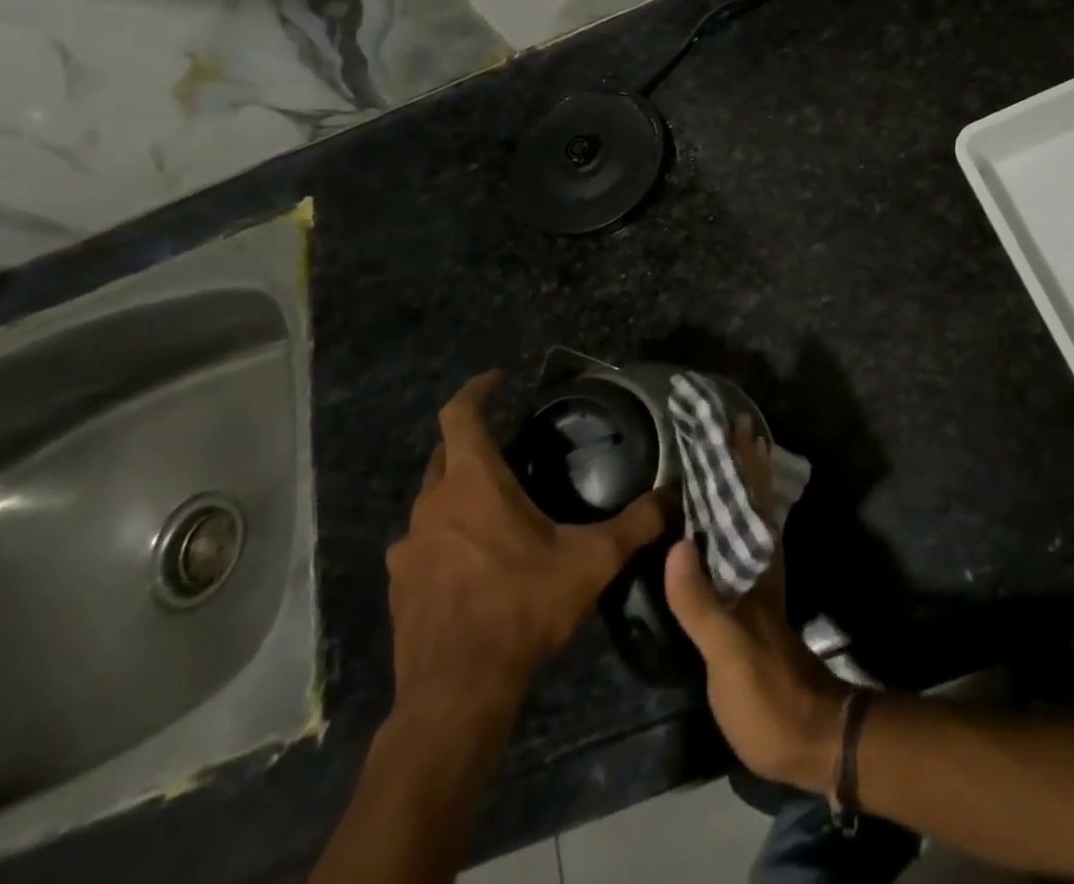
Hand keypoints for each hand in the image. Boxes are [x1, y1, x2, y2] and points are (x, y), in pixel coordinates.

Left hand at [386, 371, 674, 741]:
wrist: (455, 696)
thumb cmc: (521, 610)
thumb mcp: (591, 562)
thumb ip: (636, 523)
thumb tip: (674, 495)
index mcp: (473, 484)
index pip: (460, 415)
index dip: (476, 390)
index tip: (497, 378)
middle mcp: (432, 505)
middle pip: (444, 454)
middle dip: (473, 440)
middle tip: (511, 445)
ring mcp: (408, 547)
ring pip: (432, 499)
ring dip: (458, 490)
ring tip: (495, 504)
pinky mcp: (399, 584)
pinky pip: (422, 541)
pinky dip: (445, 533)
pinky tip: (473, 558)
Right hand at [663, 418, 850, 794]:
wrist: (807, 736)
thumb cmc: (767, 692)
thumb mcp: (729, 651)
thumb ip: (702, 601)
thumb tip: (677, 542)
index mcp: (757, 564)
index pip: (750, 499)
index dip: (743, 461)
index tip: (733, 422)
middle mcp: (760, 564)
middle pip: (751, 502)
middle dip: (740, 463)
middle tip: (726, 425)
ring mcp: (757, 583)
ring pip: (747, 519)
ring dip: (738, 485)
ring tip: (724, 456)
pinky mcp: (750, 606)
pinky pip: (738, 545)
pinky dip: (730, 522)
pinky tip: (716, 523)